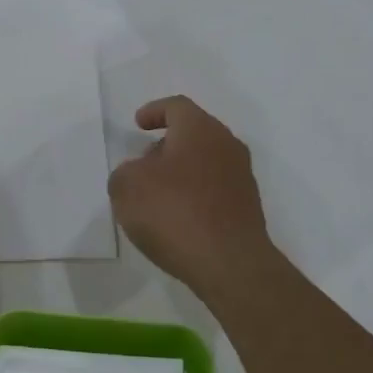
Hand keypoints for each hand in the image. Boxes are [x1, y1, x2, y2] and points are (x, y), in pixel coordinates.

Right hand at [108, 97, 275, 293]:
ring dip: (181, 172)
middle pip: (194, 133)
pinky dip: (194, 195)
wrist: (230, 265)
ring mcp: (242, 178)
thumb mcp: (127, 188)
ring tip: (156, 196)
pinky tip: (177, 218)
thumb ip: (124, 173)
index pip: (177, 107)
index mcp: (200, 130)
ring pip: (206, 162)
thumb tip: (138, 174)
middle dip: (166, 145)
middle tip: (143, 163)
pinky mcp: (247, 208)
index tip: (138, 124)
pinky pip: (214, 190)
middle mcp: (226, 146)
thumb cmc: (174, 213)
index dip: (154, 111)